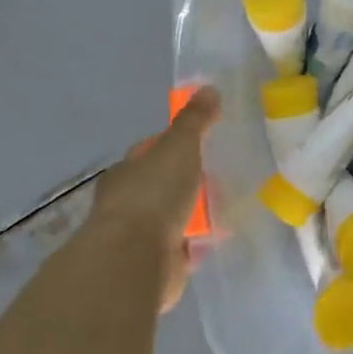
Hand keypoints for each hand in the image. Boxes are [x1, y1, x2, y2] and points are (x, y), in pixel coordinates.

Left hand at [89, 88, 219, 311]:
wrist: (134, 260)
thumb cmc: (153, 196)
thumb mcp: (179, 147)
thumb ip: (194, 121)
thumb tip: (208, 88)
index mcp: (126, 173)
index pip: (149, 152)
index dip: (172, 145)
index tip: (200, 143)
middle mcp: (127, 203)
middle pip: (161, 185)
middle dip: (186, 182)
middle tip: (221, 175)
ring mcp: (139, 236)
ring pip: (172, 218)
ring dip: (192, 215)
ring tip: (226, 206)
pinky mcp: (156, 265)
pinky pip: (182, 248)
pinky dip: (197, 243)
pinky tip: (219, 237)